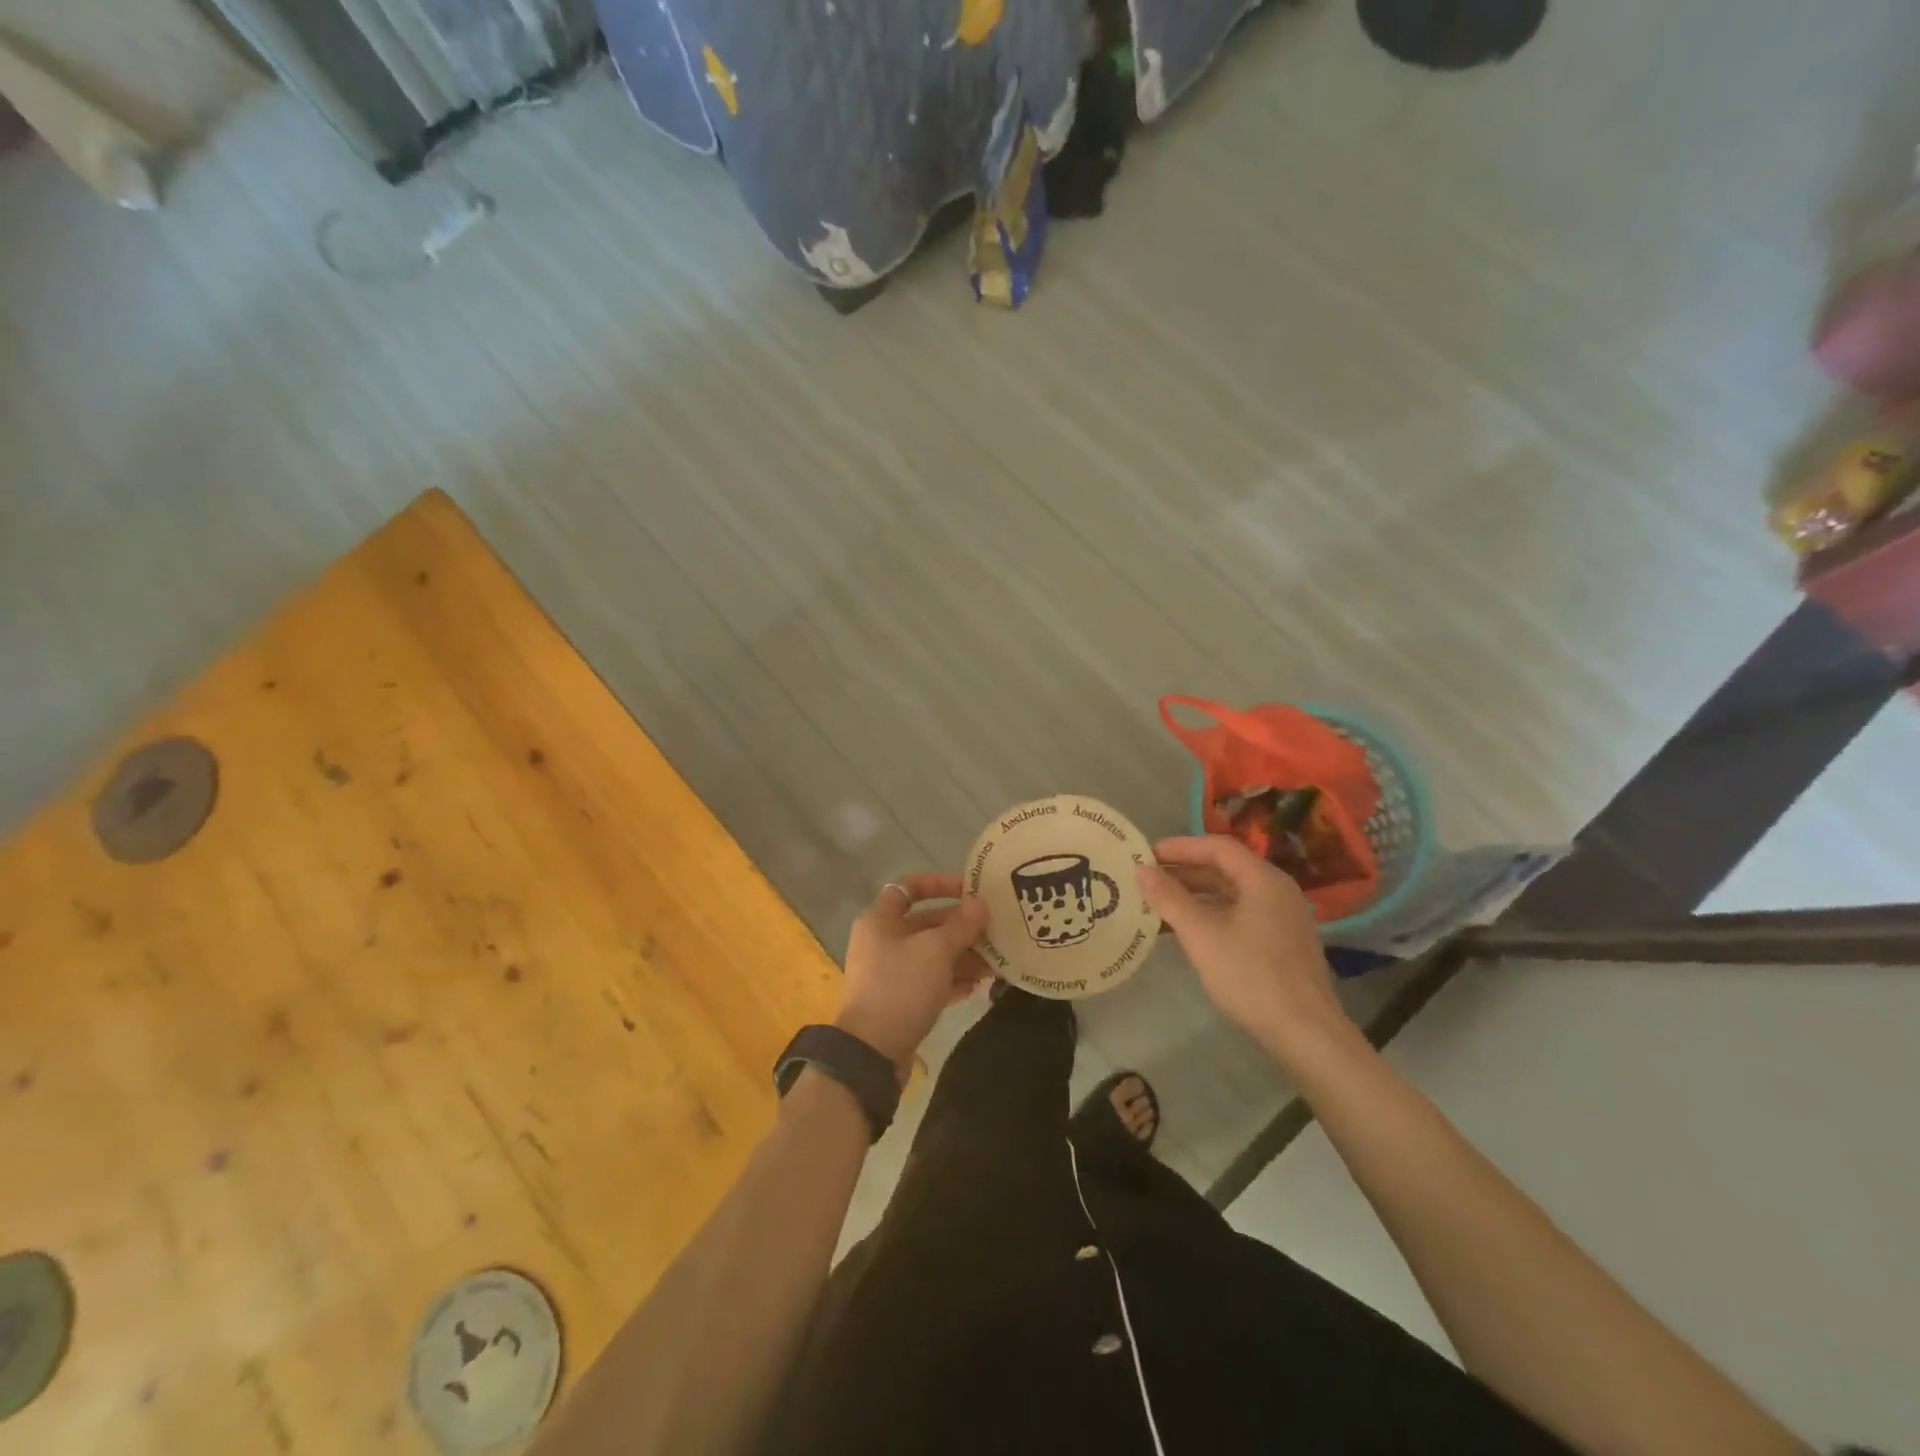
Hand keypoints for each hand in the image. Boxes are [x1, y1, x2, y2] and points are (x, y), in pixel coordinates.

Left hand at [835, 875, 990, 1071]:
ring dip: (962, 956)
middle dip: (961, 927)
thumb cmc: (901, 987)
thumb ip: (961, 925)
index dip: (940, 884)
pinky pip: (930, 982)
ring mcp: (890, 973)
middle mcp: (882, 941)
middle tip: (994, 931)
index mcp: (881, 920)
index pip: (910, 887)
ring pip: (931, 955)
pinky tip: (979, 987)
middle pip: (926, 923)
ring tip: (995, 963)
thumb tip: (980, 903)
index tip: (971, 891)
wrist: (871, 1052)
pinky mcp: (899, 1001)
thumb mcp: (936, 951)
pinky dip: (953, 981)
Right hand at [1139, 836, 1353, 1062]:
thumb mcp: (1200, 934)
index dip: (1180, 847)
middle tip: (1149, 878)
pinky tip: (1191, 929)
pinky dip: (1214, 912)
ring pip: (1234, 892)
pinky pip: (1243, 913)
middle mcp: (1278, 890)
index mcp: (1263, 879)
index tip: (1147, 854)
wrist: (1305, 1032)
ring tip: (1162, 902)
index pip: (1218, 847)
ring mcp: (1285, 917)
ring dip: (1197, 893)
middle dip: (1186, 870)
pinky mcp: (1284, 942)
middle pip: (1227, 868)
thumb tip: (1141, 869)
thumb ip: (1169, 897)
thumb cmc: (1250, 975)